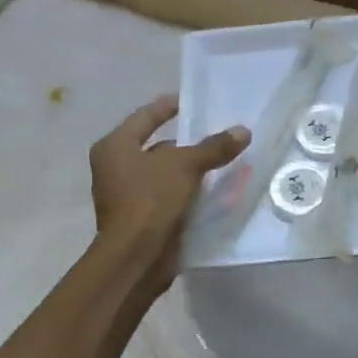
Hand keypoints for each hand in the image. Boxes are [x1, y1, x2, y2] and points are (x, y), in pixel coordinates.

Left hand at [89, 94, 248, 292]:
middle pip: (155, 147)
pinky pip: (168, 198)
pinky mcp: (141, 220)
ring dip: (189, 171)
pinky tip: (214, 192)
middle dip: (185, 144)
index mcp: (115, 147)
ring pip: (164, 175)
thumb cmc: (151, 199)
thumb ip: (213, 147)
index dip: (168, 107)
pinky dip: (187, 194)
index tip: (189, 101)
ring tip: (221, 163)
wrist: (136, 257)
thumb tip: (243, 131)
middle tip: (214, 135)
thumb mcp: (185, 166)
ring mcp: (126, 197)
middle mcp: (115, 169)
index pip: (145, 117)